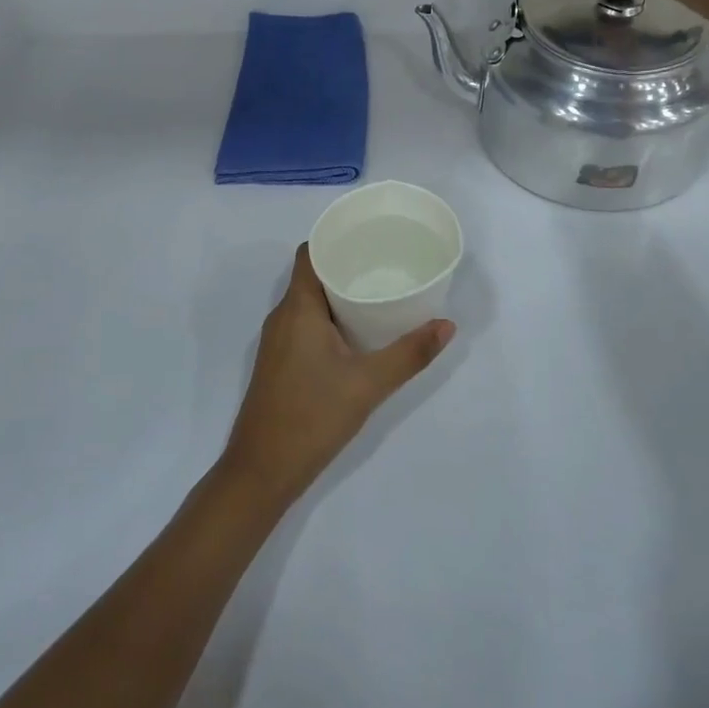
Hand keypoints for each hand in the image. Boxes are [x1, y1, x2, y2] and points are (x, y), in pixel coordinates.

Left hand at [219, 244, 454, 507]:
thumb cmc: (312, 417)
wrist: (262, 470)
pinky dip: (329, 318)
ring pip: (308, 302)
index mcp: (297, 308)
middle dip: (345, 266)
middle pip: (311, 275)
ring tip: (378, 293)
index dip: (334, 238)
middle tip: (385, 264)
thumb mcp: (368, 384)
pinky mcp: (279, 362)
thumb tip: (447, 325)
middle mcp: (282, 316)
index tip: (368, 237)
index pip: (309, 253)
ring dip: (338, 294)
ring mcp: (277, 341)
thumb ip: (409, 354)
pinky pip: (304, 324)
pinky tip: (356, 333)